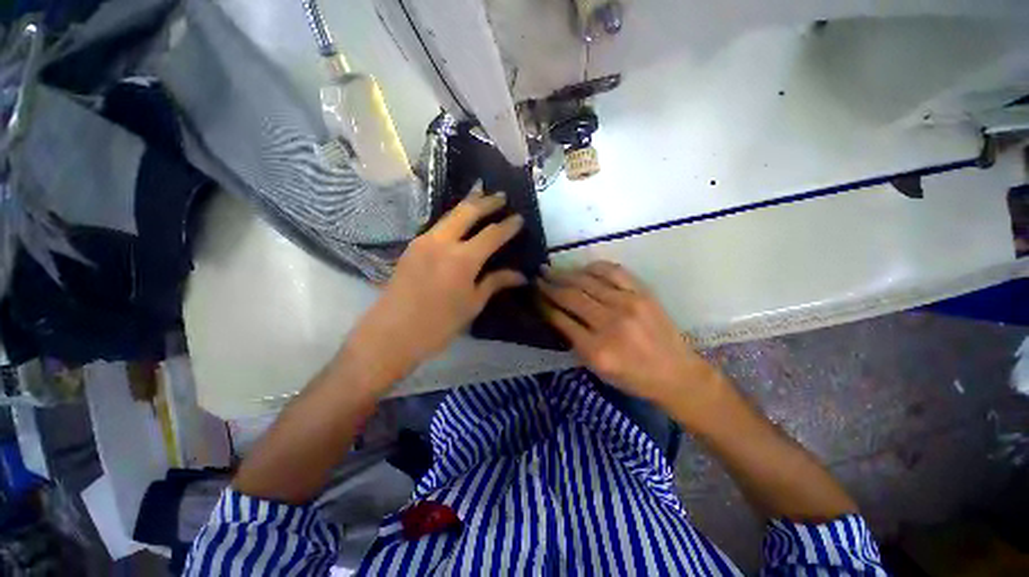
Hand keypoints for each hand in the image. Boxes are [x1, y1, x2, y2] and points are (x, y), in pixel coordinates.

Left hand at [345, 186, 525, 381]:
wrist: (391, 334)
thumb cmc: (438, 325)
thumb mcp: (472, 304)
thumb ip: (495, 283)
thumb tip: (520, 276)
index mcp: (462, 259)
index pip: (492, 234)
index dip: (508, 225)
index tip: (519, 218)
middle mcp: (442, 242)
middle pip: (467, 211)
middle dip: (486, 201)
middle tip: (501, 196)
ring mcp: (423, 241)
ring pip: (449, 214)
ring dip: (468, 205)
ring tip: (482, 198)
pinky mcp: (411, 247)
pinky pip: (437, 225)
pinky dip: (453, 218)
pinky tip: (460, 222)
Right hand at [538, 261, 719, 405]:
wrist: (676, 373)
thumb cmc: (633, 378)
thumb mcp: (597, 369)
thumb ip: (574, 341)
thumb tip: (555, 314)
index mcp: (597, 349)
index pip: (561, 319)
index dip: (543, 305)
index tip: (533, 296)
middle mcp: (610, 323)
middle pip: (571, 296)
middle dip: (549, 285)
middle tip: (537, 278)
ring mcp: (628, 304)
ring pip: (587, 281)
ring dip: (566, 274)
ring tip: (552, 270)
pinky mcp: (643, 293)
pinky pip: (613, 271)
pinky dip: (594, 267)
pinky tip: (583, 268)